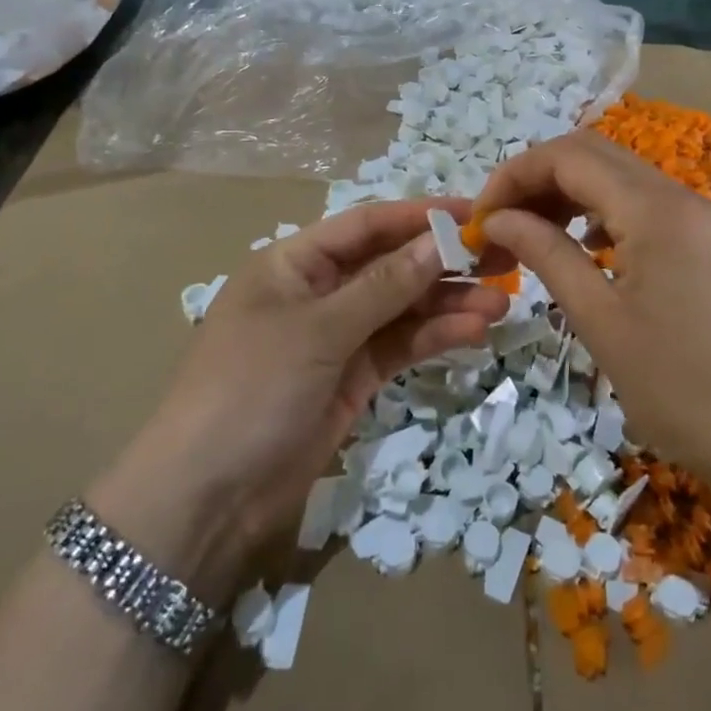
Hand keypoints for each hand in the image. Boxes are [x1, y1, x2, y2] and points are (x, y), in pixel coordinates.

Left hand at [89, 201, 507, 603]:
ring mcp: (336, 337)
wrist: (207, 497)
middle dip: (444, 261)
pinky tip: (473, 332)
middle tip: (503, 259)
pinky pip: (400, 346)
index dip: (419, 216)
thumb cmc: (252, 388)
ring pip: (402, 308)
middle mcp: (318, 291)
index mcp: (294, 262)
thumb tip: (439, 242)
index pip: (366, 225)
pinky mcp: (352, 378)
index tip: (475, 213)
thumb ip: (383, 286)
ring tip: (501, 303)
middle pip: (390, 265)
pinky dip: (434, 338)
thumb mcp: (318, 329)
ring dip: (448, 303)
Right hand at [472, 132, 710, 486]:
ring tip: (530, 240)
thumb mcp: (600, 320)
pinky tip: (582, 252)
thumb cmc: (682, 387)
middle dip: (536, 181)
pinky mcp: (705, 244)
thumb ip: (546, 254)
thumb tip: (496, 220)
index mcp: (654, 207)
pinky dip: (599, 216)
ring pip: (616, 179)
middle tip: (498, 229)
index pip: (567, 156)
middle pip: (592, 156)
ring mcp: (697, 218)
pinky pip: (640, 208)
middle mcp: (678, 196)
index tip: (480, 221)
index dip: (513, 177)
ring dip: (566, 196)